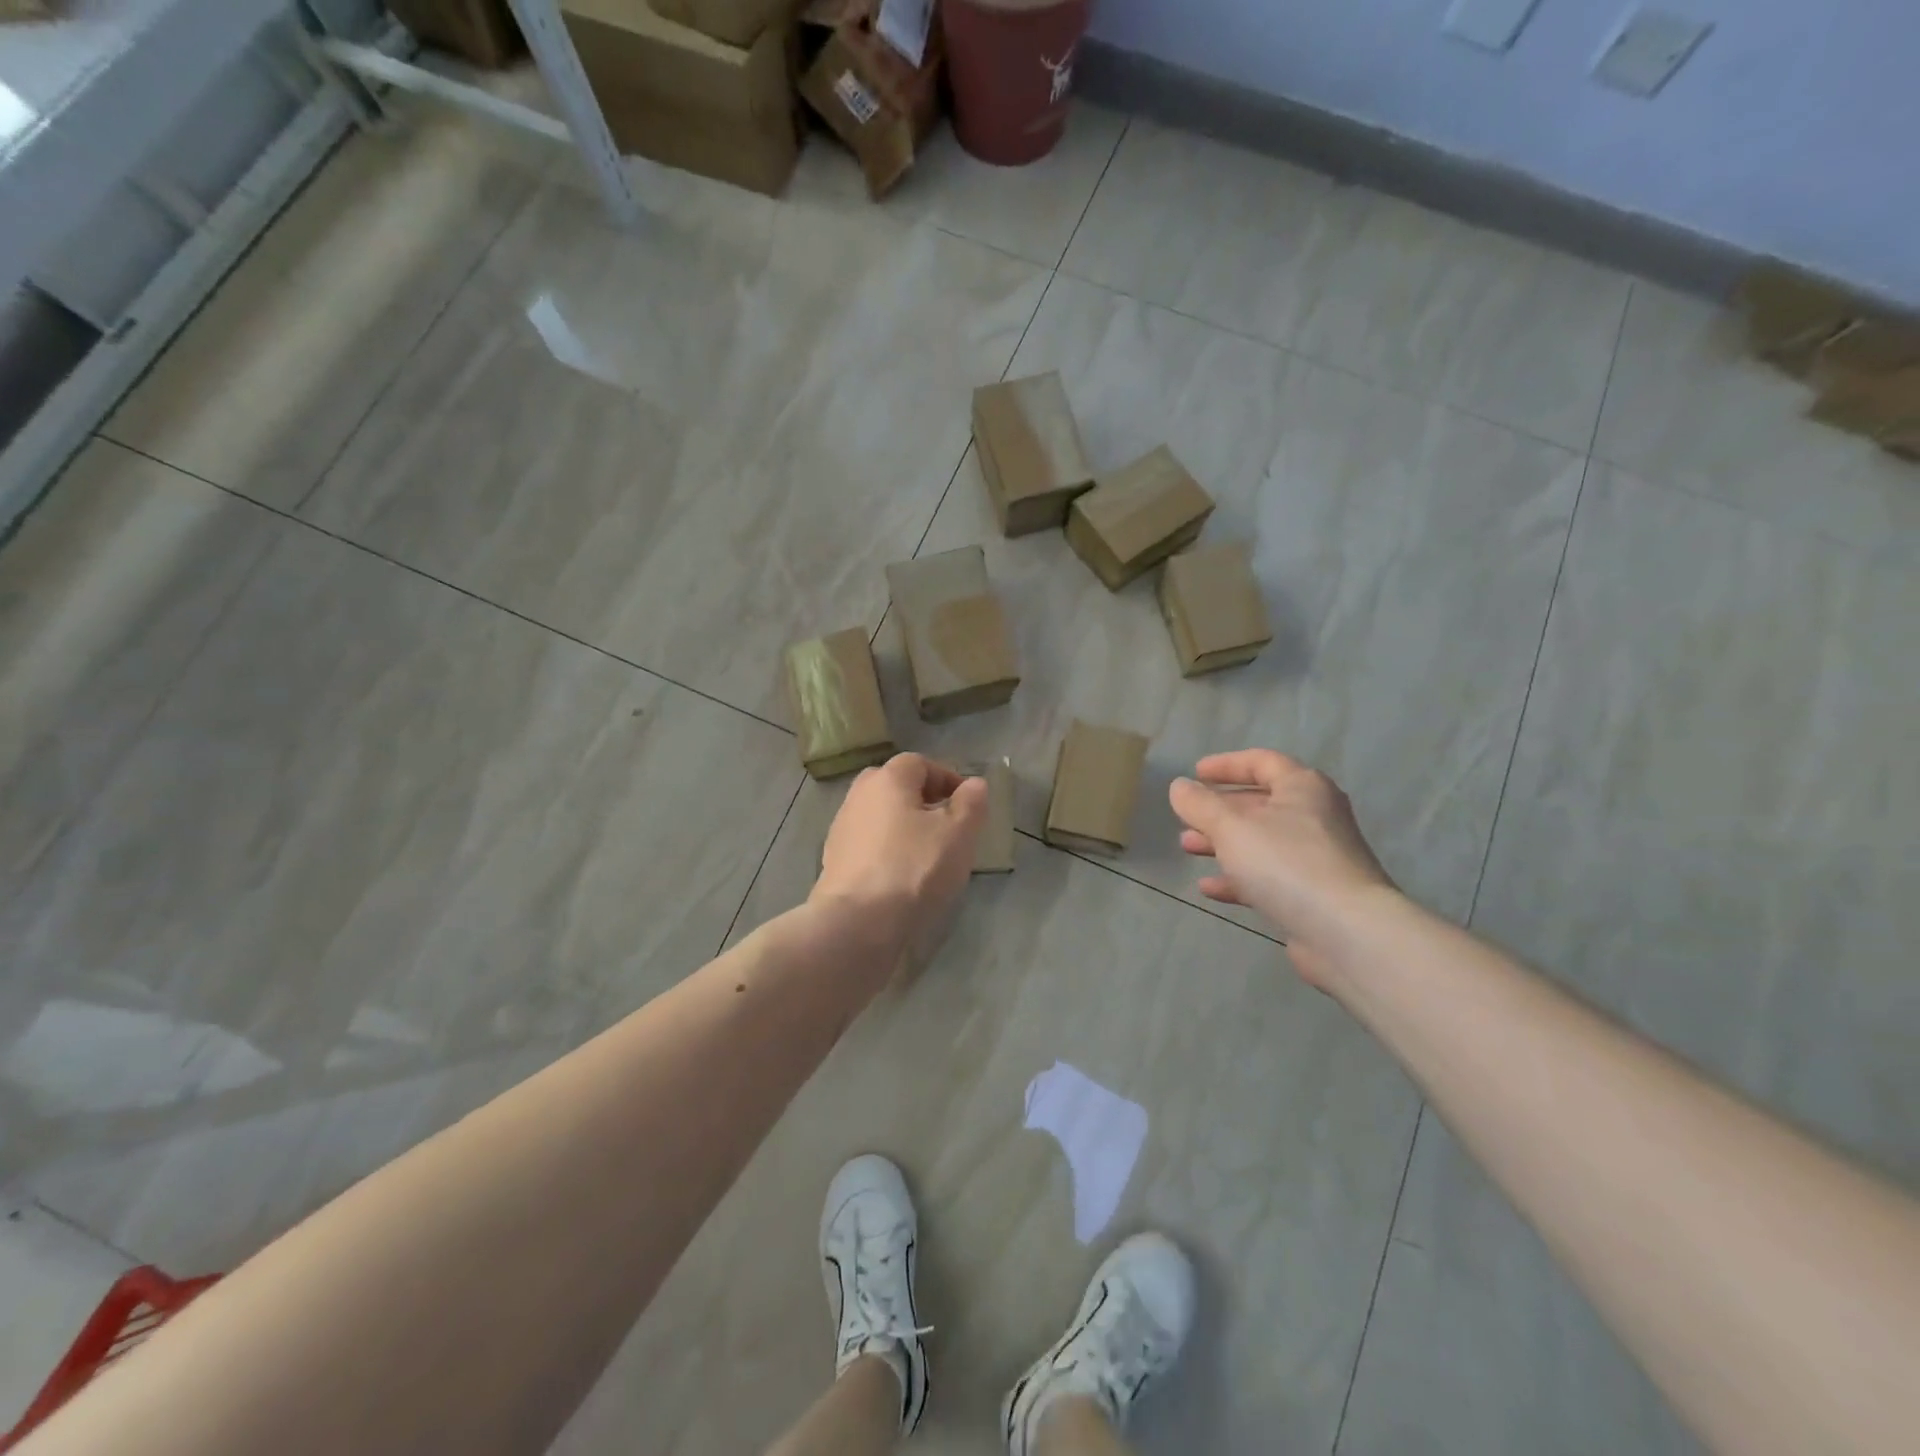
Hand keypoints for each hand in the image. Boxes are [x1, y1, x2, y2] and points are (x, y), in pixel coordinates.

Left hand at [811, 754, 988, 980]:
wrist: (858, 922)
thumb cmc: (915, 868)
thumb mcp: (958, 833)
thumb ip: (971, 803)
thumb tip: (974, 784)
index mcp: (888, 779)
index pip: (920, 763)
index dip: (947, 778)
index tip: (967, 805)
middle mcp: (859, 795)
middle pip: (896, 787)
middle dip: (924, 801)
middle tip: (947, 826)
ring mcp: (842, 828)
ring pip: (881, 816)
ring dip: (905, 827)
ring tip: (928, 854)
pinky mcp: (834, 859)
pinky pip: (869, 843)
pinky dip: (887, 850)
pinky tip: (902, 875)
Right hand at [1168, 749, 1394, 987]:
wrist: (1347, 933)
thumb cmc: (1287, 864)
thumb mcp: (1231, 828)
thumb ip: (1200, 805)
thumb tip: (1179, 786)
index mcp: (1303, 788)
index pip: (1262, 762)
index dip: (1226, 765)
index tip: (1195, 773)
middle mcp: (1315, 816)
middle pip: (1260, 803)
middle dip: (1218, 810)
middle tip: (1186, 818)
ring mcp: (1318, 857)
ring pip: (1262, 841)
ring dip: (1223, 843)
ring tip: (1188, 848)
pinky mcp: (1314, 895)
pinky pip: (1270, 877)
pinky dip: (1238, 878)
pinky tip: (1209, 888)